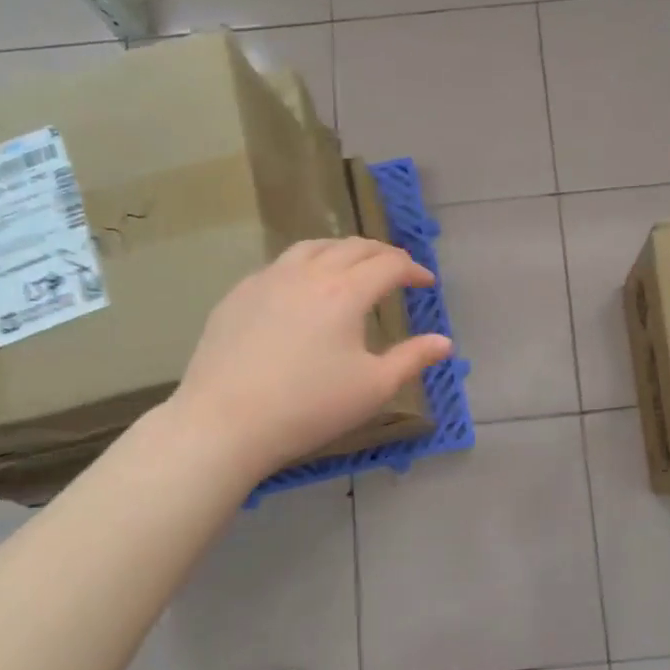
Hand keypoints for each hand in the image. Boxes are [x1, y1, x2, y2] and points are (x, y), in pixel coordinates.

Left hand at [171, 238, 452, 481]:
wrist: (225, 422)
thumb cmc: (309, 407)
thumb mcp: (373, 388)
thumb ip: (413, 359)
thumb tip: (444, 342)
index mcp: (346, 292)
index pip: (389, 265)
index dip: (413, 270)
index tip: (426, 284)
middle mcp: (308, 273)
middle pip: (353, 247)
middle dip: (382, 254)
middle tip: (397, 269)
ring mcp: (268, 279)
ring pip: (313, 247)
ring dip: (342, 250)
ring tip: (352, 264)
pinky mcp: (238, 294)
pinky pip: (280, 265)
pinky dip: (305, 264)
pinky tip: (303, 287)